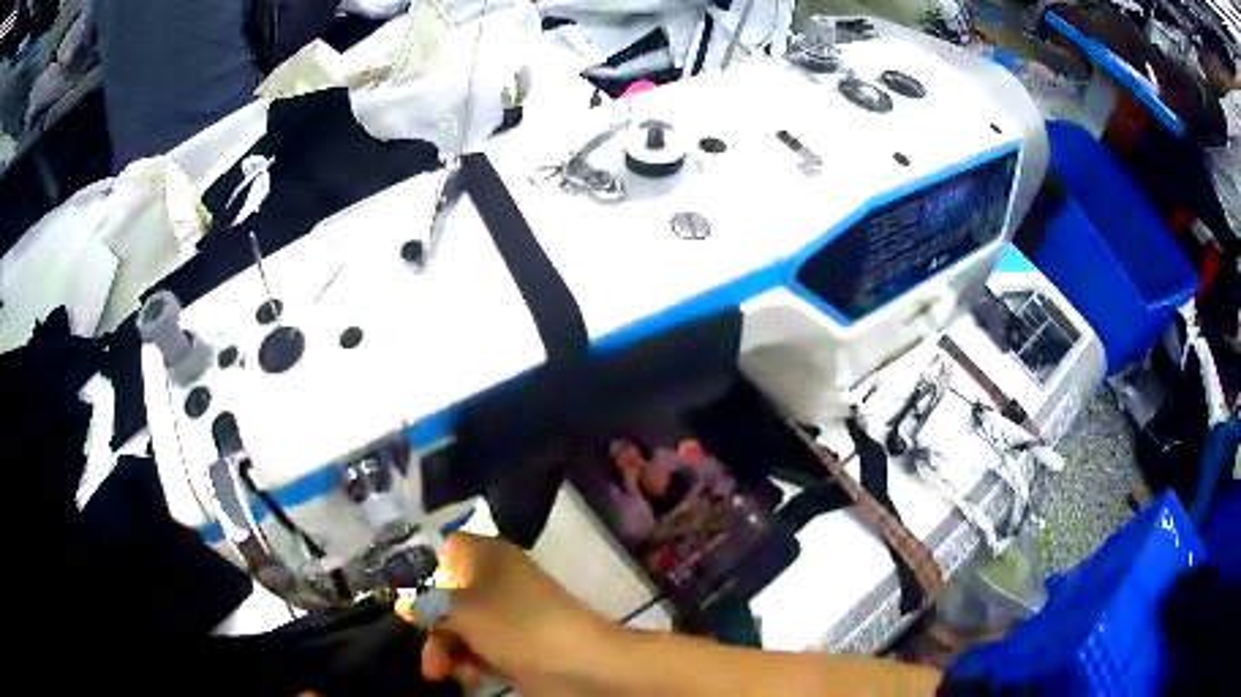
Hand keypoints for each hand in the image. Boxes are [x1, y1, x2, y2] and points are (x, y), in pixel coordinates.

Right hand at [395, 533, 616, 694]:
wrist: (583, 666)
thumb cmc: (517, 627)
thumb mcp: (463, 613)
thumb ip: (429, 607)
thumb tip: (405, 603)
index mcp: (486, 556)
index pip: (447, 551)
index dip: (427, 574)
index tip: (412, 601)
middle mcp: (496, 580)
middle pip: (448, 598)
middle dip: (434, 631)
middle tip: (430, 662)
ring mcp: (508, 615)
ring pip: (462, 628)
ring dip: (450, 652)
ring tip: (446, 675)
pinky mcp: (518, 644)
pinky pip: (482, 648)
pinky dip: (473, 663)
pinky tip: (472, 679)